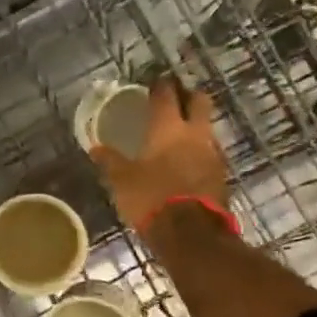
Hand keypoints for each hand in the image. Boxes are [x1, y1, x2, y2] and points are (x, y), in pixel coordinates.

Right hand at [90, 78, 230, 230]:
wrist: (192, 234)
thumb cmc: (151, 197)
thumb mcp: (122, 180)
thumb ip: (110, 161)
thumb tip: (95, 148)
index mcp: (168, 128)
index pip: (166, 94)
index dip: (160, 85)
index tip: (154, 81)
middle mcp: (195, 133)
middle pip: (200, 101)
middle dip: (188, 96)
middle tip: (175, 99)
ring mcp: (213, 154)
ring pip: (207, 128)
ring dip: (196, 125)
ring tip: (178, 133)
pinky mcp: (221, 175)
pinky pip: (210, 153)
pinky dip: (199, 151)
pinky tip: (187, 160)